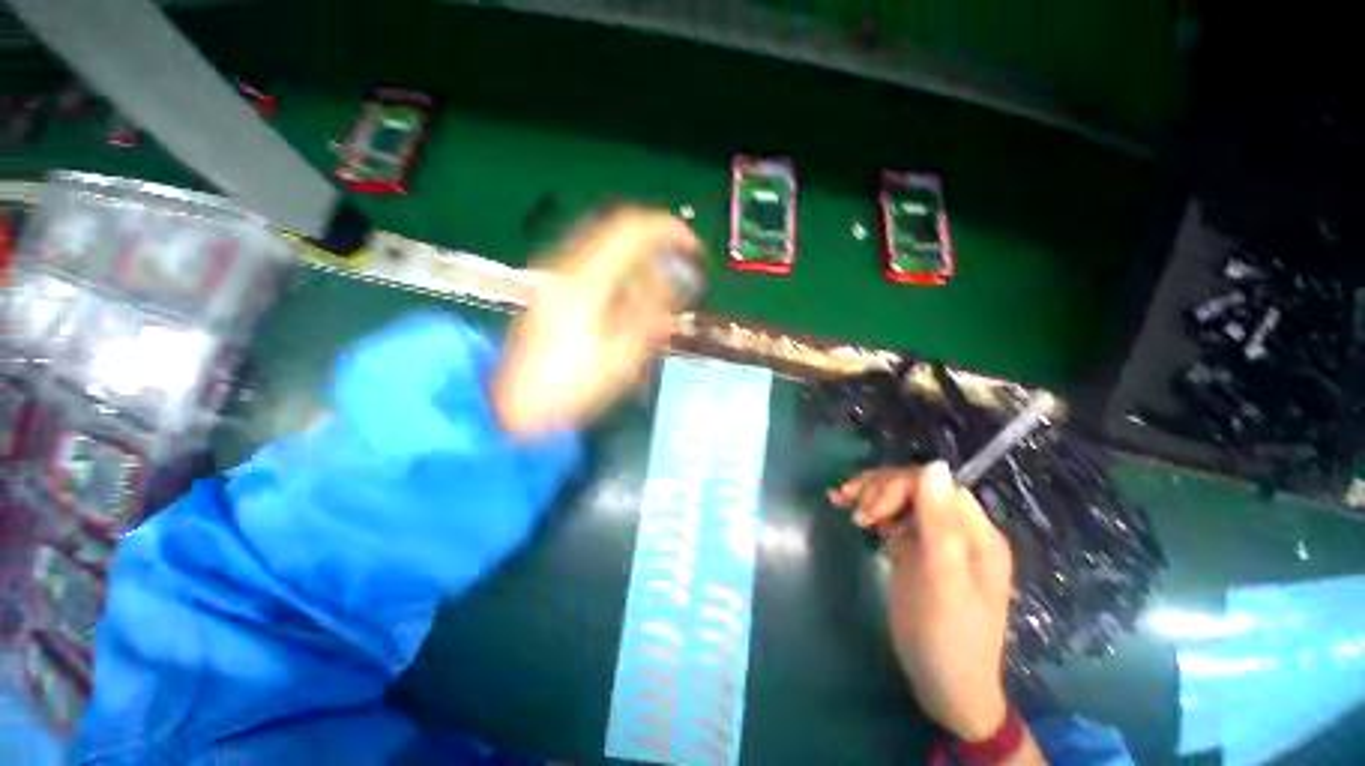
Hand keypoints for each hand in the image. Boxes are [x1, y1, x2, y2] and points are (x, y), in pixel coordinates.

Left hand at [491, 207, 697, 436]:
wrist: (516, 408)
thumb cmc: (572, 386)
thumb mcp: (622, 352)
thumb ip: (652, 306)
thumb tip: (681, 273)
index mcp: (584, 278)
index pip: (631, 228)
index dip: (668, 230)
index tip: (693, 248)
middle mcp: (566, 266)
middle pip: (617, 233)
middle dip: (655, 247)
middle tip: (680, 273)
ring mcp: (555, 277)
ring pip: (607, 250)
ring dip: (639, 264)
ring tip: (658, 298)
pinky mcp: (554, 291)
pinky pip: (595, 267)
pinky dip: (621, 277)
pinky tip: (630, 307)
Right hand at [830, 462, 1014, 740]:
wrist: (944, 686)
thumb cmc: (948, 636)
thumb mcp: (944, 580)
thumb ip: (940, 523)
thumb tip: (934, 465)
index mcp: (977, 534)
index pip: (937, 485)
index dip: (901, 487)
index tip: (871, 511)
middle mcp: (958, 531)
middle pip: (916, 487)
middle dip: (881, 490)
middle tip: (855, 513)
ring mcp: (935, 540)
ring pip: (901, 498)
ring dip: (870, 495)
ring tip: (842, 504)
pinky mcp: (914, 551)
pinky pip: (891, 517)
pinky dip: (869, 510)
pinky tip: (846, 509)